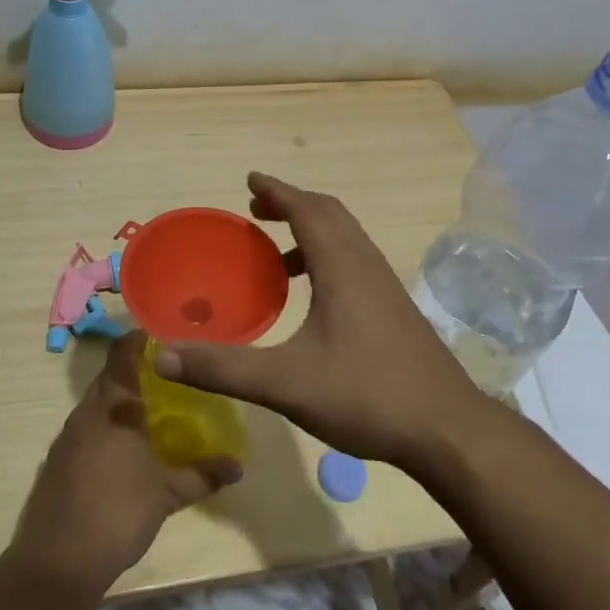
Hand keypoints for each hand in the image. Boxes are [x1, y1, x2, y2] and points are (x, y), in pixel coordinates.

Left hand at [11, 331, 241, 594]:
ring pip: (97, 406)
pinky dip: (106, 430)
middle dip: (137, 375)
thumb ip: (202, 475)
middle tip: (170, 379)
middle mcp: (86, 413)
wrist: (57, 563)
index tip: (166, 338)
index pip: (123, 353)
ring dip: (120, 405)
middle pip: (109, 378)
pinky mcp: (56, 463)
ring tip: (151, 414)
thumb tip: (238, 467)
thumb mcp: (168, 494)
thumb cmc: (118, 512)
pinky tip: (124, 452)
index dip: (141, 339)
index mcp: (113, 406)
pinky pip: (86, 431)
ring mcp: (67, 438)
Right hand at [154, 172, 485, 468]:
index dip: (277, 191)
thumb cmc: (366, 395)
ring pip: (346, 238)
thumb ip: (224, 368)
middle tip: (257, 210)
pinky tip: (312, 298)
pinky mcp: (395, 309)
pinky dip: (327, 258)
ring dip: (311, 231)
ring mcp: (386, 286)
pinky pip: (355, 262)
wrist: (447, 429)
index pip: (306, 209)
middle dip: (292, 205)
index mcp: (342, 267)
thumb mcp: (286, 383)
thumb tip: (162, 355)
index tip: (250, 180)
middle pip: (329, 214)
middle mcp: (366, 265)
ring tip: (276, 255)